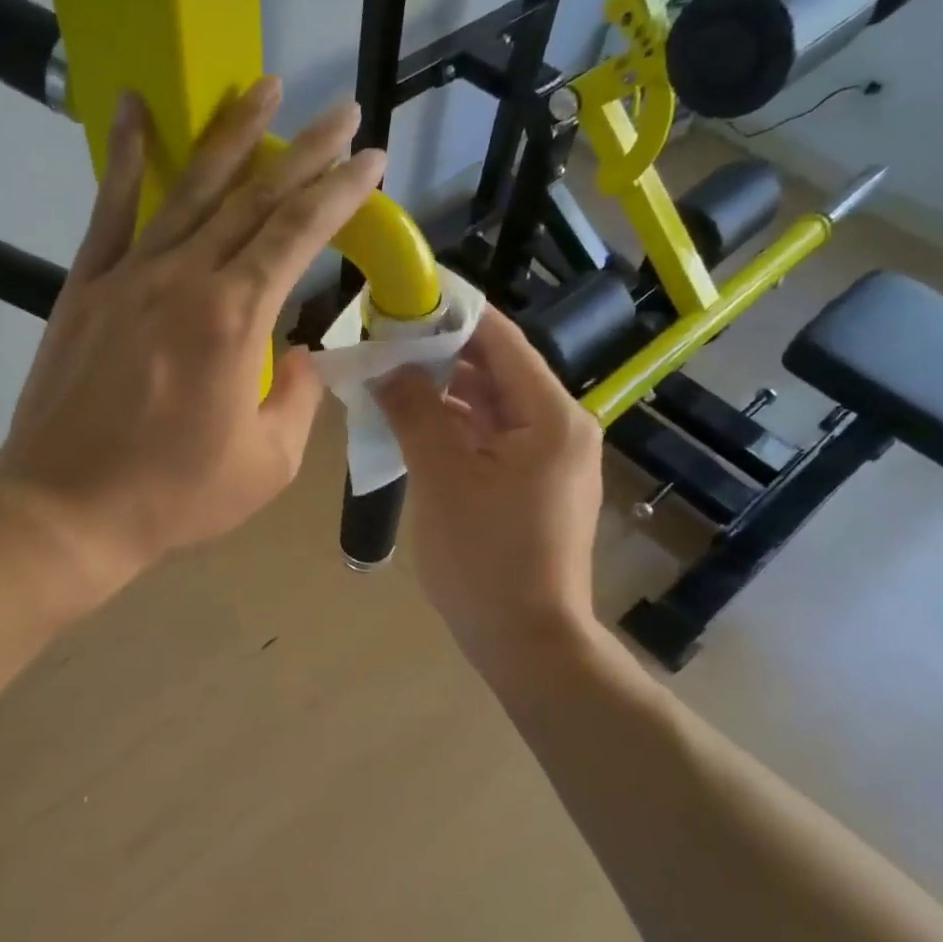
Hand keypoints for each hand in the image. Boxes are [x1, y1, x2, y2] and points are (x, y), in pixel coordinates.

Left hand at [0, 77, 385, 591]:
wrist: (67, 510)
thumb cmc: (173, 496)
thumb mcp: (266, 464)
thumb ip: (296, 400)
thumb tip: (299, 356)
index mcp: (234, 320)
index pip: (299, 234)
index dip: (340, 192)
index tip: (371, 160)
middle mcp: (184, 279)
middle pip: (253, 198)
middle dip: (305, 152)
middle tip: (341, 113)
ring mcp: (128, 277)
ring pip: (189, 188)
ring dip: (231, 134)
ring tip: (263, 86)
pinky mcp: (84, 287)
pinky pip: (109, 209)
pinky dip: (125, 156)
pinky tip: (137, 109)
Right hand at [374, 310, 604, 670]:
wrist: (527, 642)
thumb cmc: (485, 559)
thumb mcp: (441, 478)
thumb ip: (415, 412)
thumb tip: (387, 366)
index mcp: (551, 416)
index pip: (500, 340)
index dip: (452, 314)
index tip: (403, 298)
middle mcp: (560, 427)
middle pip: (496, 371)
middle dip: (439, 356)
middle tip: (382, 342)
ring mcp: (549, 459)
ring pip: (490, 406)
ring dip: (443, 393)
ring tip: (388, 379)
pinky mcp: (534, 486)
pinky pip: (492, 439)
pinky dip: (455, 428)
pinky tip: (412, 425)